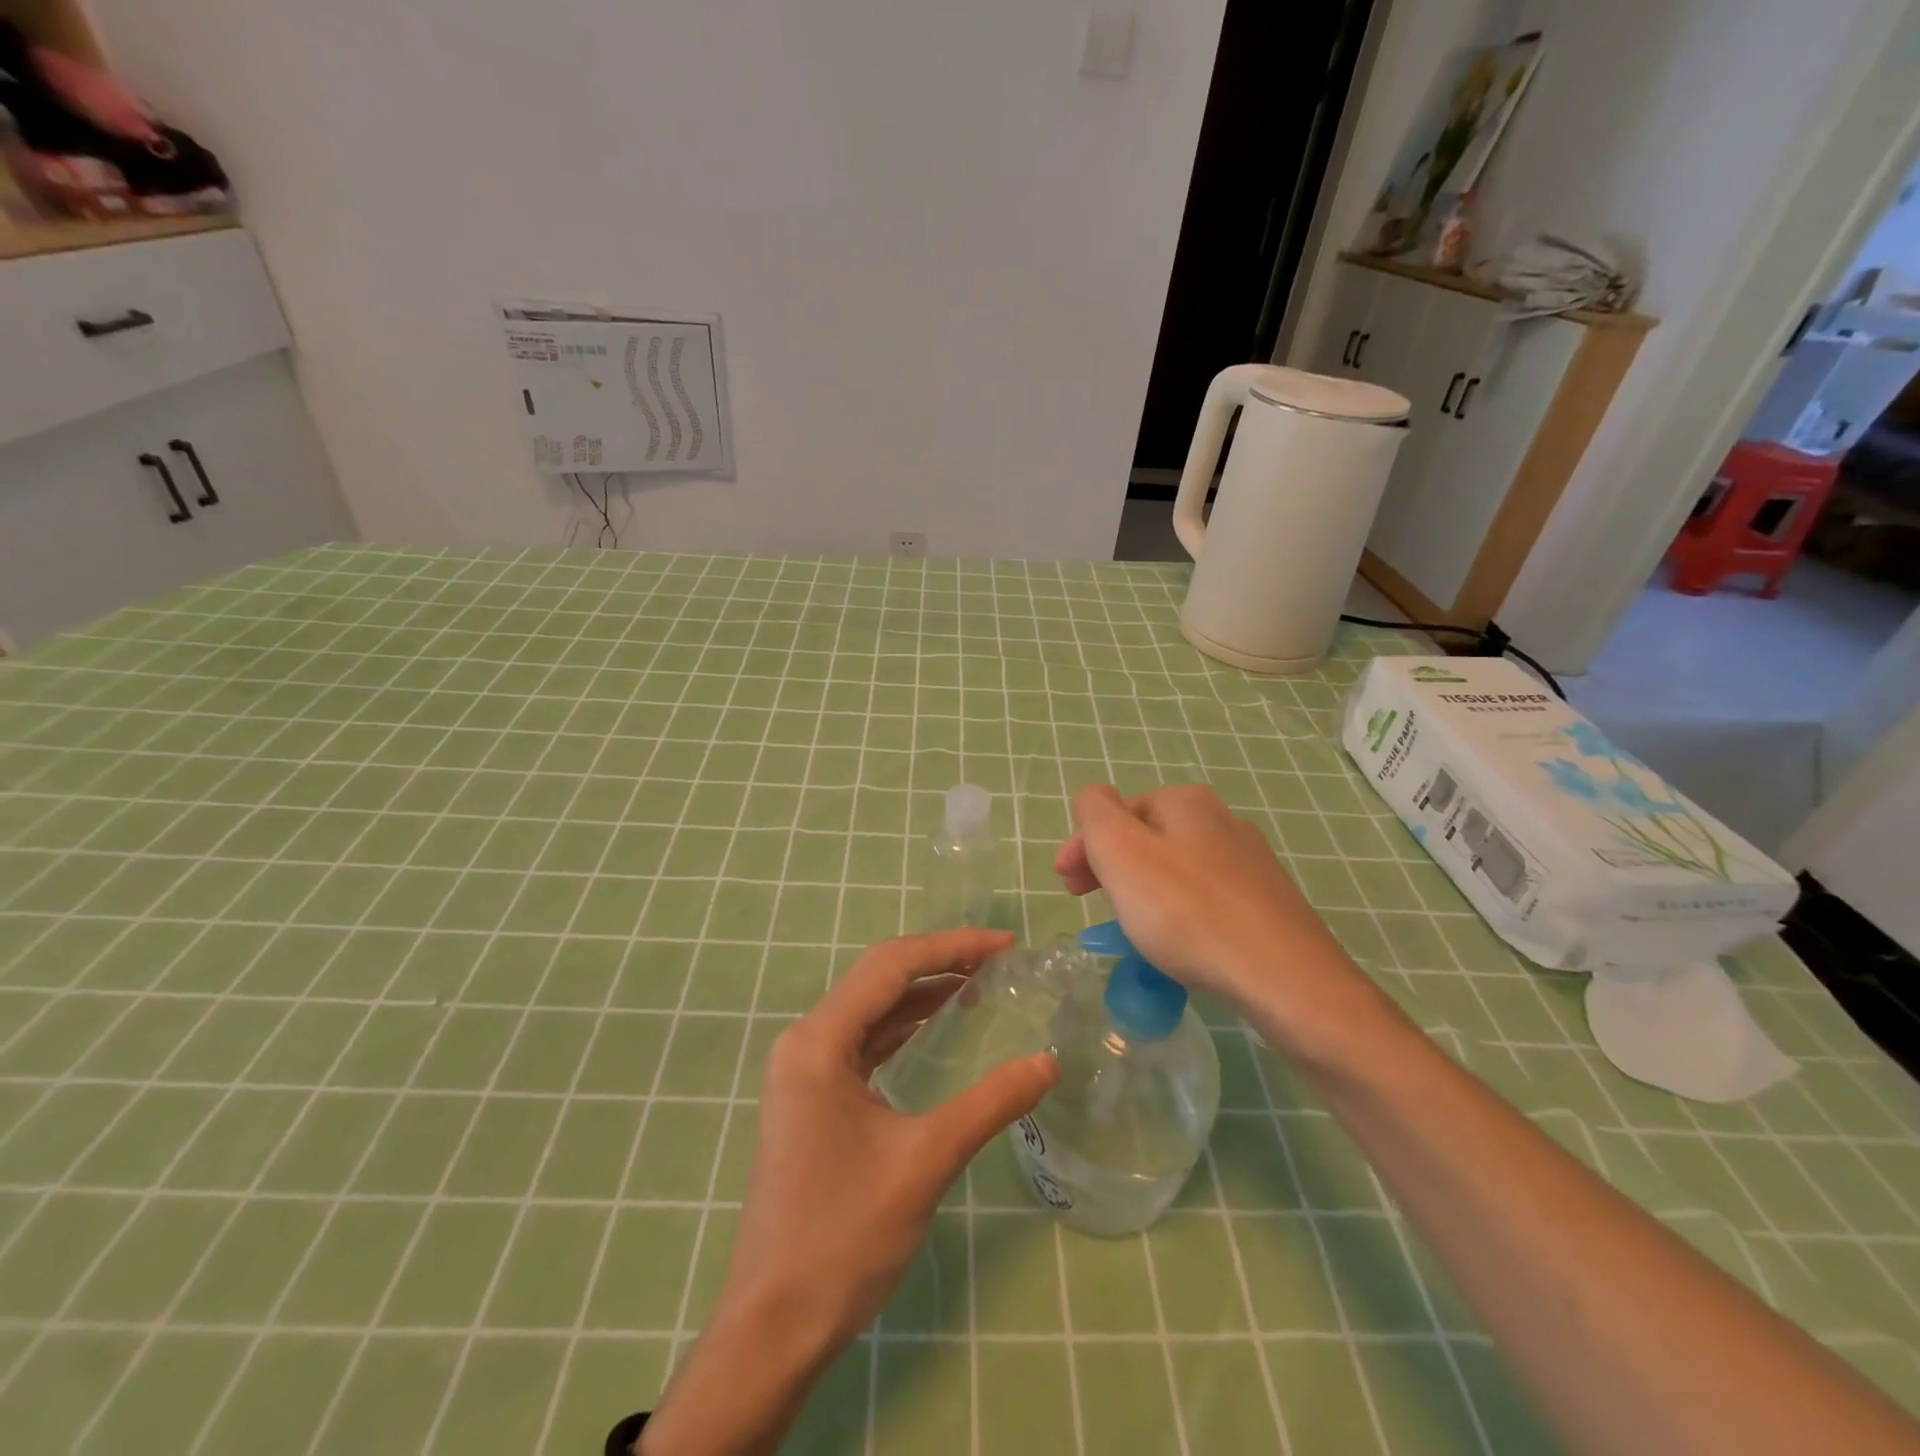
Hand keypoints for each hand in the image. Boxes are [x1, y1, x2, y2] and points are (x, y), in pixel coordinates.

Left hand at [640, 930, 1057, 1453]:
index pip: (892, 966)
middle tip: (999, 959)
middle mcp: (805, 1041)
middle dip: (939, 961)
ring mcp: (804, 1068)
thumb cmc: (844, 1237)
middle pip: (878, 977)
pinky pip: (863, 1039)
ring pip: (870, 1007)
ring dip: (922, 991)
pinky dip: (903, 1025)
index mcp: (819, 1042)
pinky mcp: (811, 1094)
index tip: (1006, 945)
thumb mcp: (925, 1161)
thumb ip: (990, 1104)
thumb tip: (1048, 1063)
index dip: (952, 947)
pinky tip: (938, 1025)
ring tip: (979, 983)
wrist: (774, 1324)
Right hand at [1054, 784, 1384, 1051]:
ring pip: (1177, 869)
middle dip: (1112, 868)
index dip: (1084, 845)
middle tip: (1091, 905)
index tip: (1066, 886)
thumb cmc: (1188, 911)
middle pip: (1148, 838)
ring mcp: (1251, 864)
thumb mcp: (1121, 851)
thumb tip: (1094, 797)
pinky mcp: (1268, 905)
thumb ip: (1095, 812)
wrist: (1284, 979)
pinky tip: (1178, 945)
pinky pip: (1206, 900)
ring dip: (1144, 891)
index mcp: (1186, 802)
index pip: (1117, 812)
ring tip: (1131, 928)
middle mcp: (1223, 821)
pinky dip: (1179, 914)